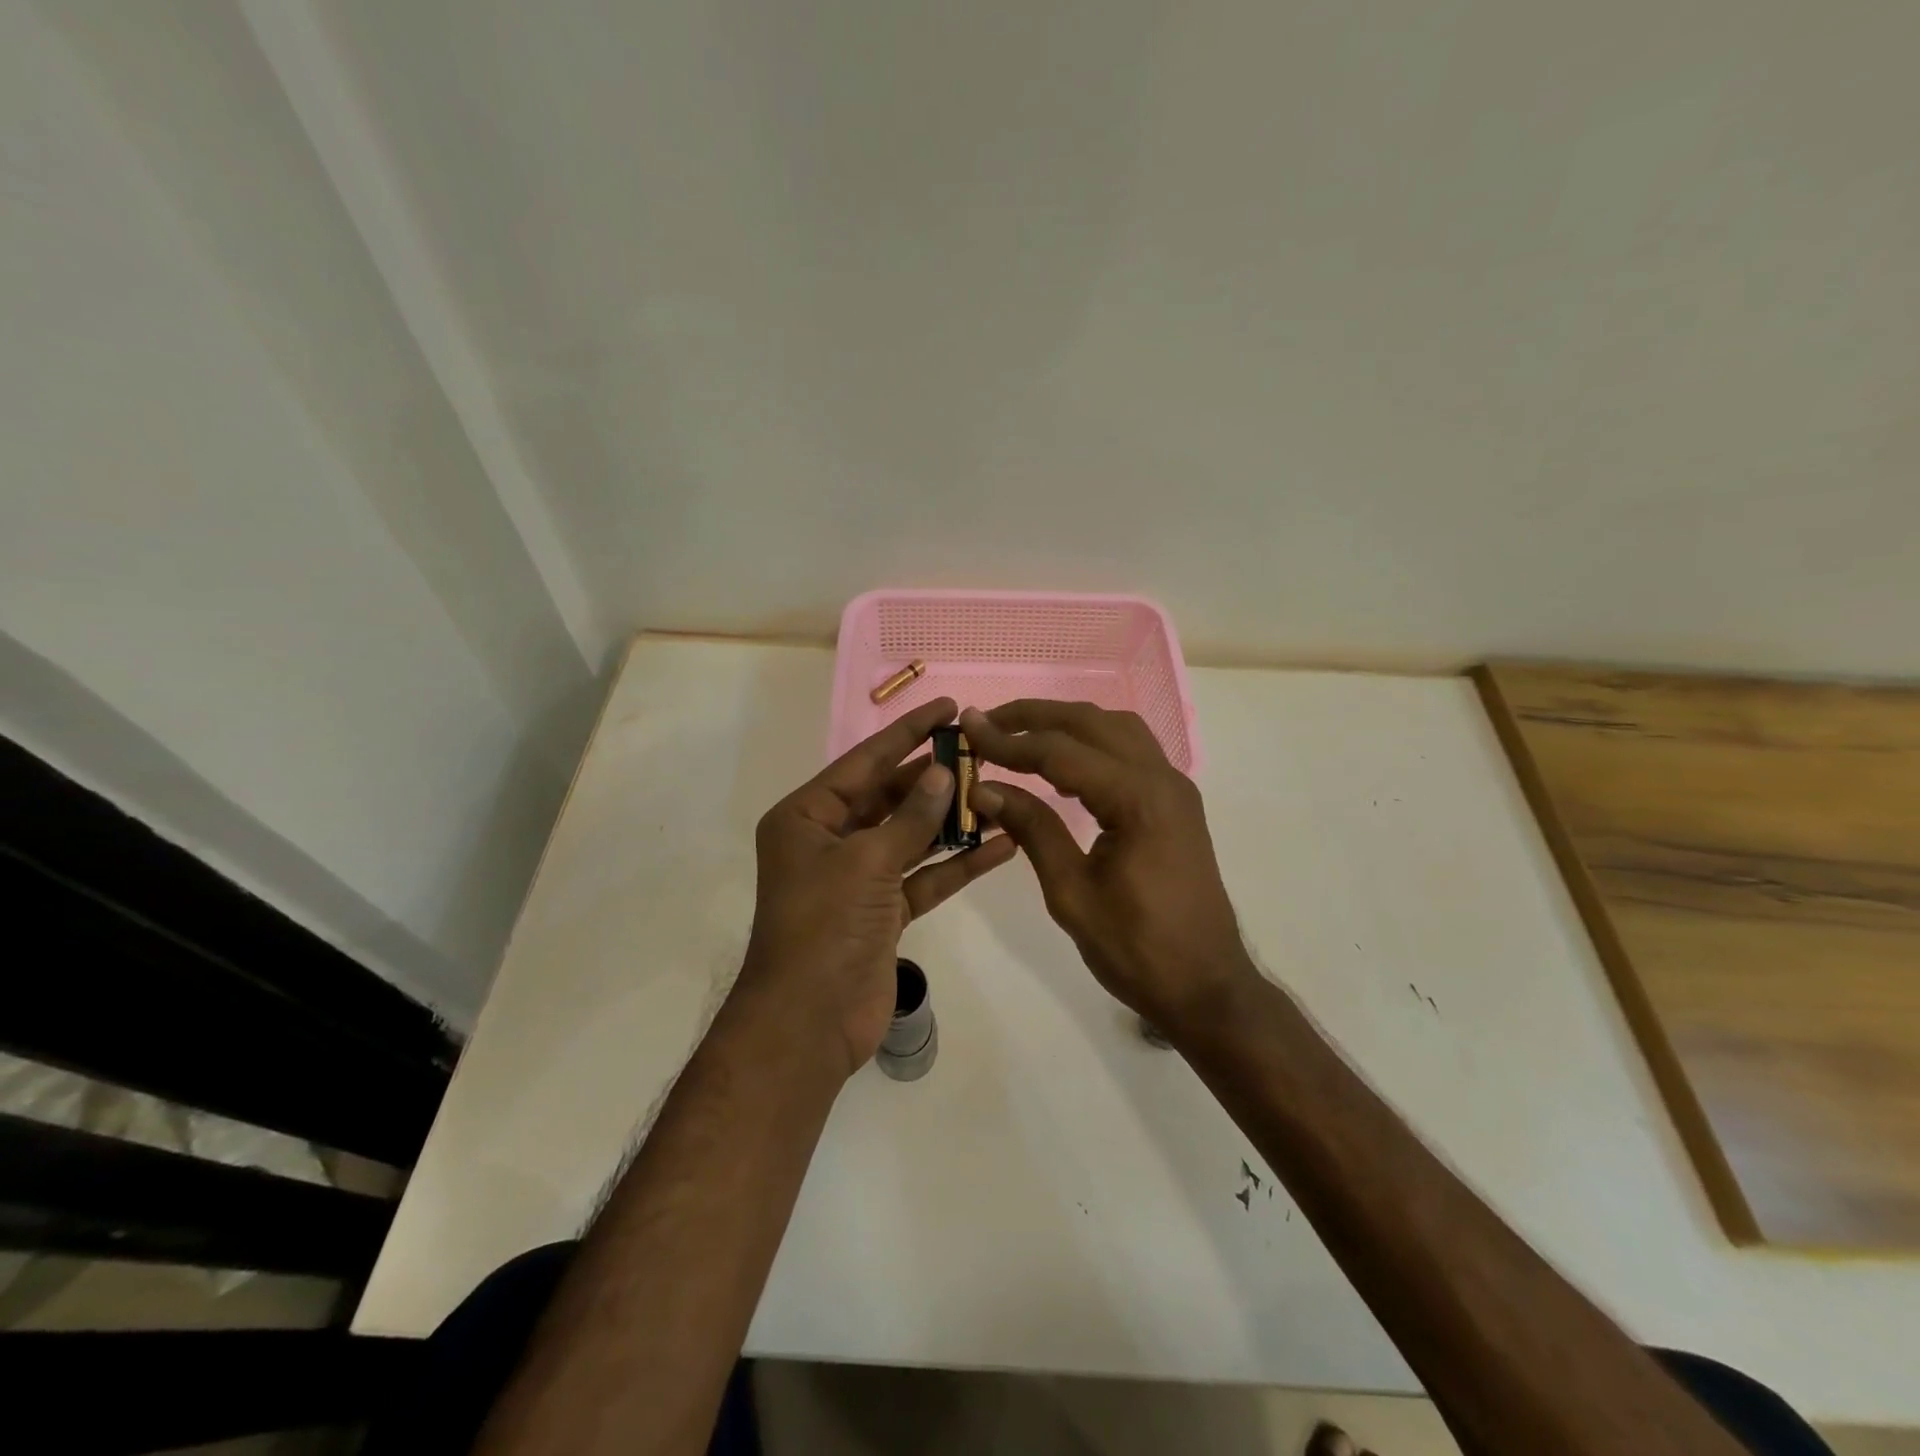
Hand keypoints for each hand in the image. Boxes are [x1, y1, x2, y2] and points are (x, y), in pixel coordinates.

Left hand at [741, 697, 1016, 1076]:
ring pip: (911, 836)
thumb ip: (911, 817)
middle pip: (889, 797)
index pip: (864, 762)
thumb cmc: (824, 926)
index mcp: (807, 817)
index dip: (907, 733)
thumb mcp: (867, 861)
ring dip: (952, 819)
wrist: (809, 1023)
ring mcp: (858, 878)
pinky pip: (924, 876)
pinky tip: (1001, 845)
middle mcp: (830, 840)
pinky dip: (957, 864)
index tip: (946, 708)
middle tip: (982, 751)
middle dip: (934, 777)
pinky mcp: (884, 912)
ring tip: (999, 790)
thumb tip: (945, 773)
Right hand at [960, 701, 1256, 1036]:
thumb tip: (983, 788)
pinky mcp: (1174, 803)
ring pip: (1114, 729)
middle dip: (1034, 716)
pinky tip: (1059, 766)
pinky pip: (1129, 751)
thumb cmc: (1136, 949)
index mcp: (1138, 799)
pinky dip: (1089, 744)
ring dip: (1065, 724)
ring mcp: (1174, 788)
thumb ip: (1032, 829)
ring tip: (1018, 737)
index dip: (1009, 740)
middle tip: (986, 723)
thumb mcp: (1072, 892)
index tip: (967, 729)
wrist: (1206, 986)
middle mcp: (1161, 779)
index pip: (1061, 751)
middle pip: (1091, 723)